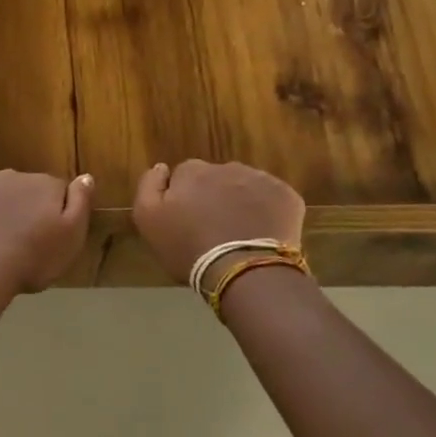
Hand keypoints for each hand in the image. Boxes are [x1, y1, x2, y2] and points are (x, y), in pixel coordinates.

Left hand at [0, 170, 93, 292]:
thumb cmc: (33, 257)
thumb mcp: (72, 236)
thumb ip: (81, 203)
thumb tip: (86, 176)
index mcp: (46, 185)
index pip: (58, 191)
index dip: (56, 213)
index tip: (50, 236)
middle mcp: (15, 175)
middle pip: (26, 190)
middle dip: (26, 209)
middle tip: (23, 242)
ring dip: (0, 209)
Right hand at [133, 160, 306, 287]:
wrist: (244, 270)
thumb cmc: (189, 248)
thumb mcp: (148, 220)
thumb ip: (148, 185)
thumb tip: (162, 167)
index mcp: (192, 172)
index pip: (184, 174)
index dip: (184, 196)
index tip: (187, 220)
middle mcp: (226, 167)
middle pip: (216, 178)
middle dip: (214, 196)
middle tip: (214, 229)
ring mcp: (260, 180)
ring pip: (245, 186)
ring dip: (241, 201)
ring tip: (240, 233)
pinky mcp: (287, 196)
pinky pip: (273, 198)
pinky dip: (268, 210)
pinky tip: (263, 233)